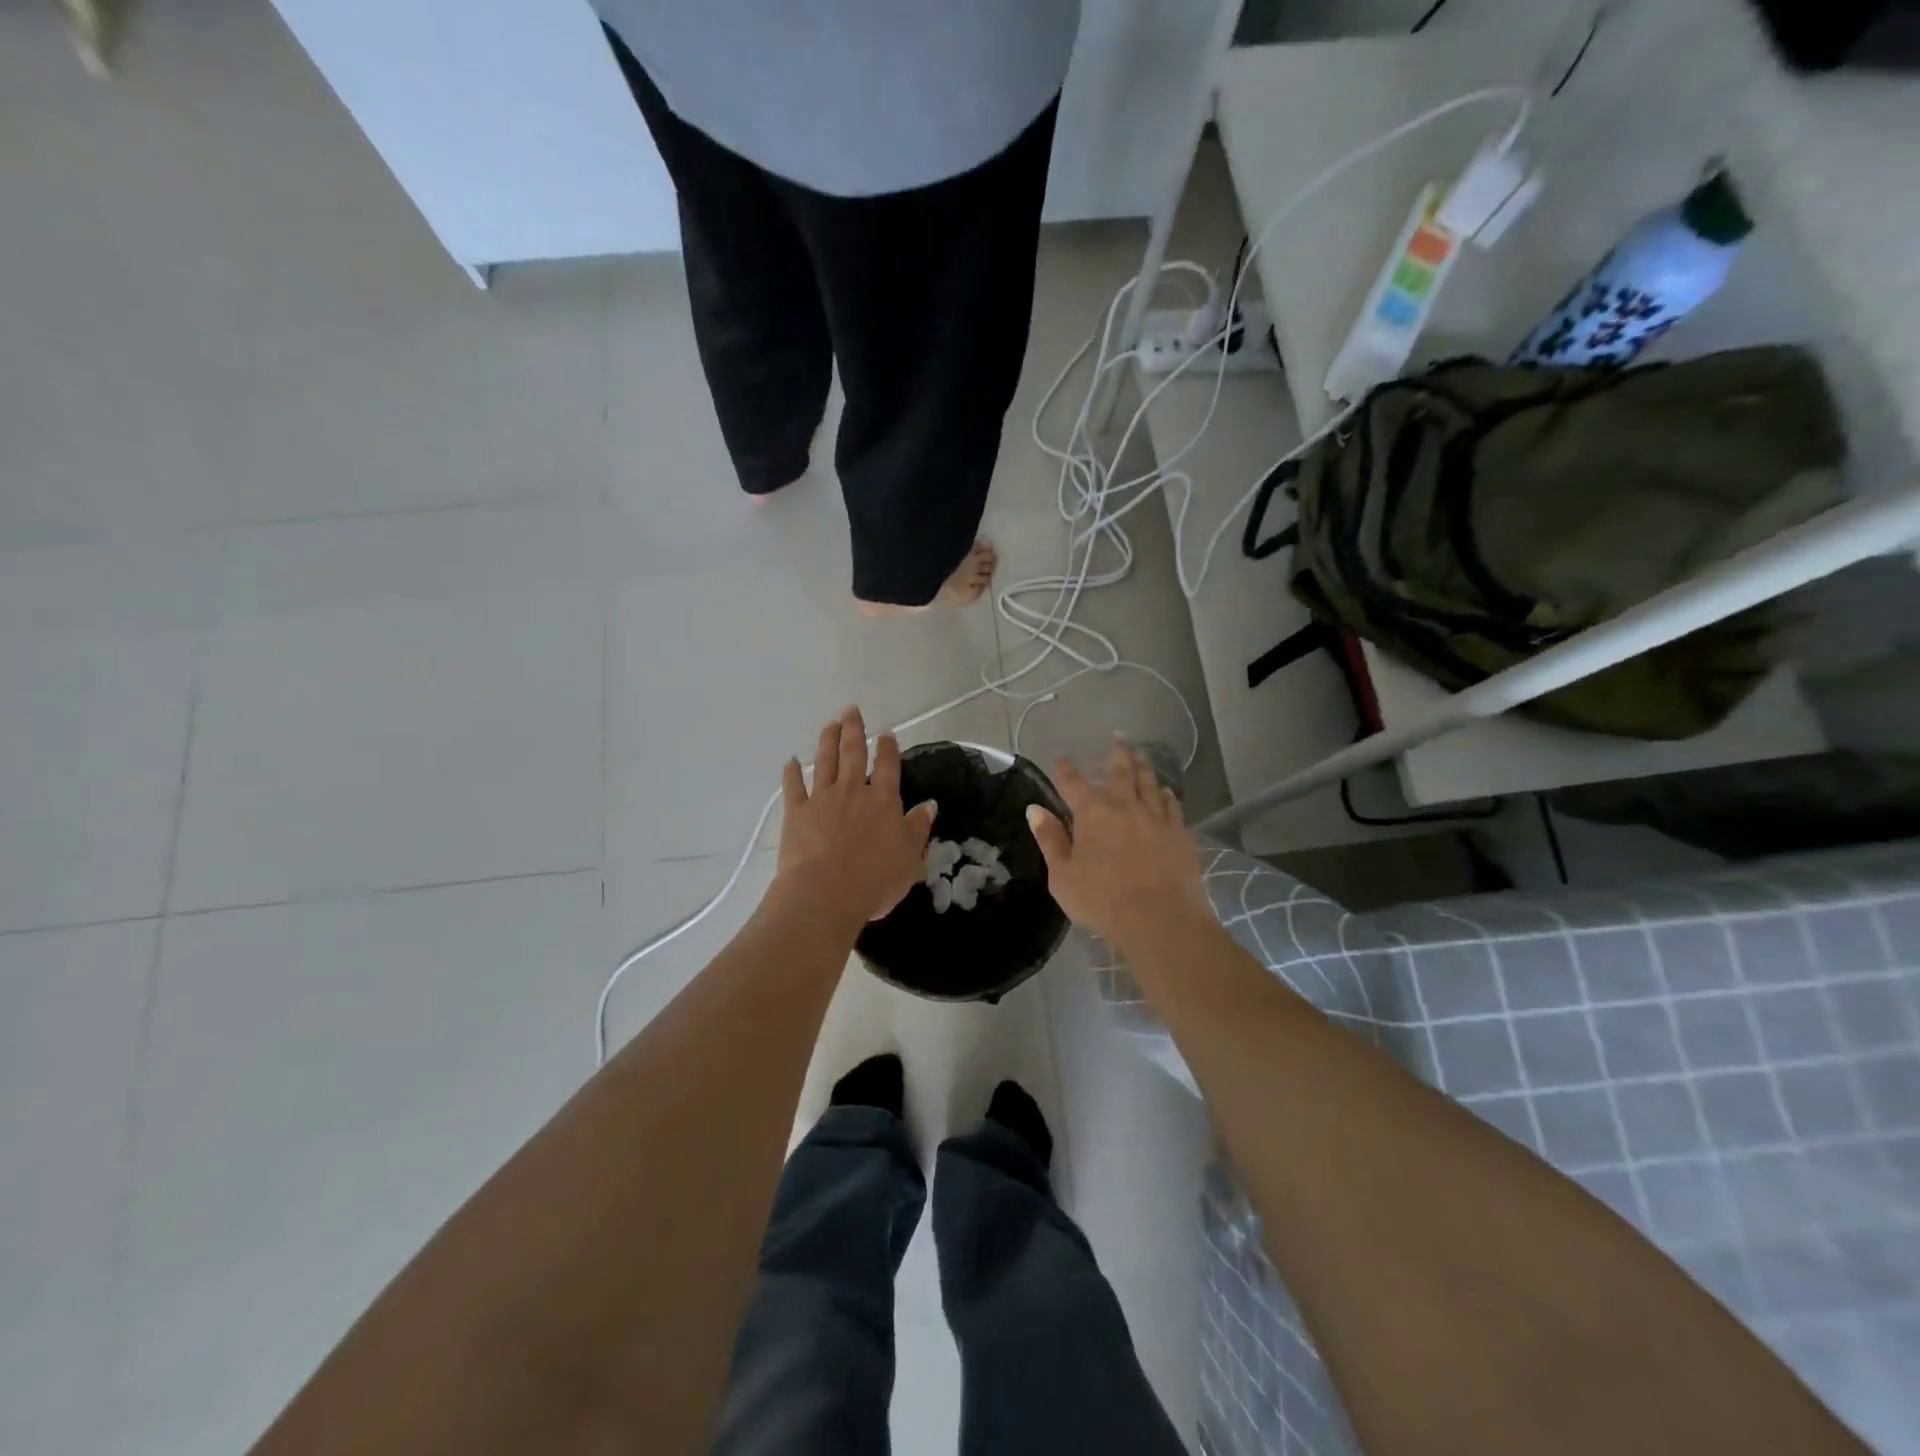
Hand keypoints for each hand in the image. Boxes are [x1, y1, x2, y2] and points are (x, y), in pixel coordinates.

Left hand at [774, 707, 937, 926]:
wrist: (826, 893)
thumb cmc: (875, 879)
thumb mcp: (910, 858)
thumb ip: (918, 828)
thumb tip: (929, 805)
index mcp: (883, 801)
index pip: (888, 767)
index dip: (888, 748)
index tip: (886, 733)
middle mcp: (853, 791)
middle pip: (853, 753)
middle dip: (854, 730)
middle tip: (851, 710)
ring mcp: (822, 799)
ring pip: (825, 762)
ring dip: (827, 740)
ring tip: (829, 723)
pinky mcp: (796, 812)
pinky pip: (793, 786)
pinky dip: (792, 772)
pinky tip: (791, 761)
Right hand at [1027, 737, 1210, 951]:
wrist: (1160, 919)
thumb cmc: (1102, 901)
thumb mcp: (1063, 876)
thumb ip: (1050, 840)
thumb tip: (1034, 809)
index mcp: (1092, 815)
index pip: (1074, 784)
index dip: (1066, 769)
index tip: (1062, 757)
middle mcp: (1125, 807)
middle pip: (1121, 772)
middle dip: (1117, 752)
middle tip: (1119, 735)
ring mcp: (1156, 818)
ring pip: (1149, 783)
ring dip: (1144, 765)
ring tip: (1142, 753)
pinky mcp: (1180, 834)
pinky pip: (1173, 805)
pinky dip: (1166, 794)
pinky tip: (1165, 791)